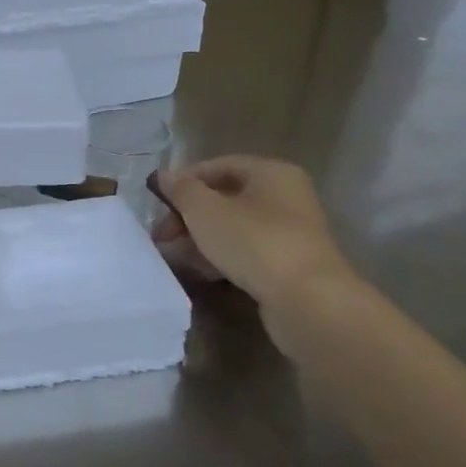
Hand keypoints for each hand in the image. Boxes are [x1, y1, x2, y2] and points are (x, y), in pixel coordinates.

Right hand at [152, 156, 355, 311]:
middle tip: (162, 234)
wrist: (307, 301)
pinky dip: (221, 256)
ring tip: (173, 254)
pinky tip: (199, 271)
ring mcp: (290, 232)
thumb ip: (181, 190)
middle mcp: (286, 196)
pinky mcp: (289, 264)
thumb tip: (163, 175)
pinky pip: (247, 251)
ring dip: (201, 237)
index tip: (158, 202)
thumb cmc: (254, 241)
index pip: (218, 165)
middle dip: (189, 214)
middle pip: (225, 197)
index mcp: (271, 173)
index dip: (184, 180)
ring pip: (234, 226)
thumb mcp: (205, 210)